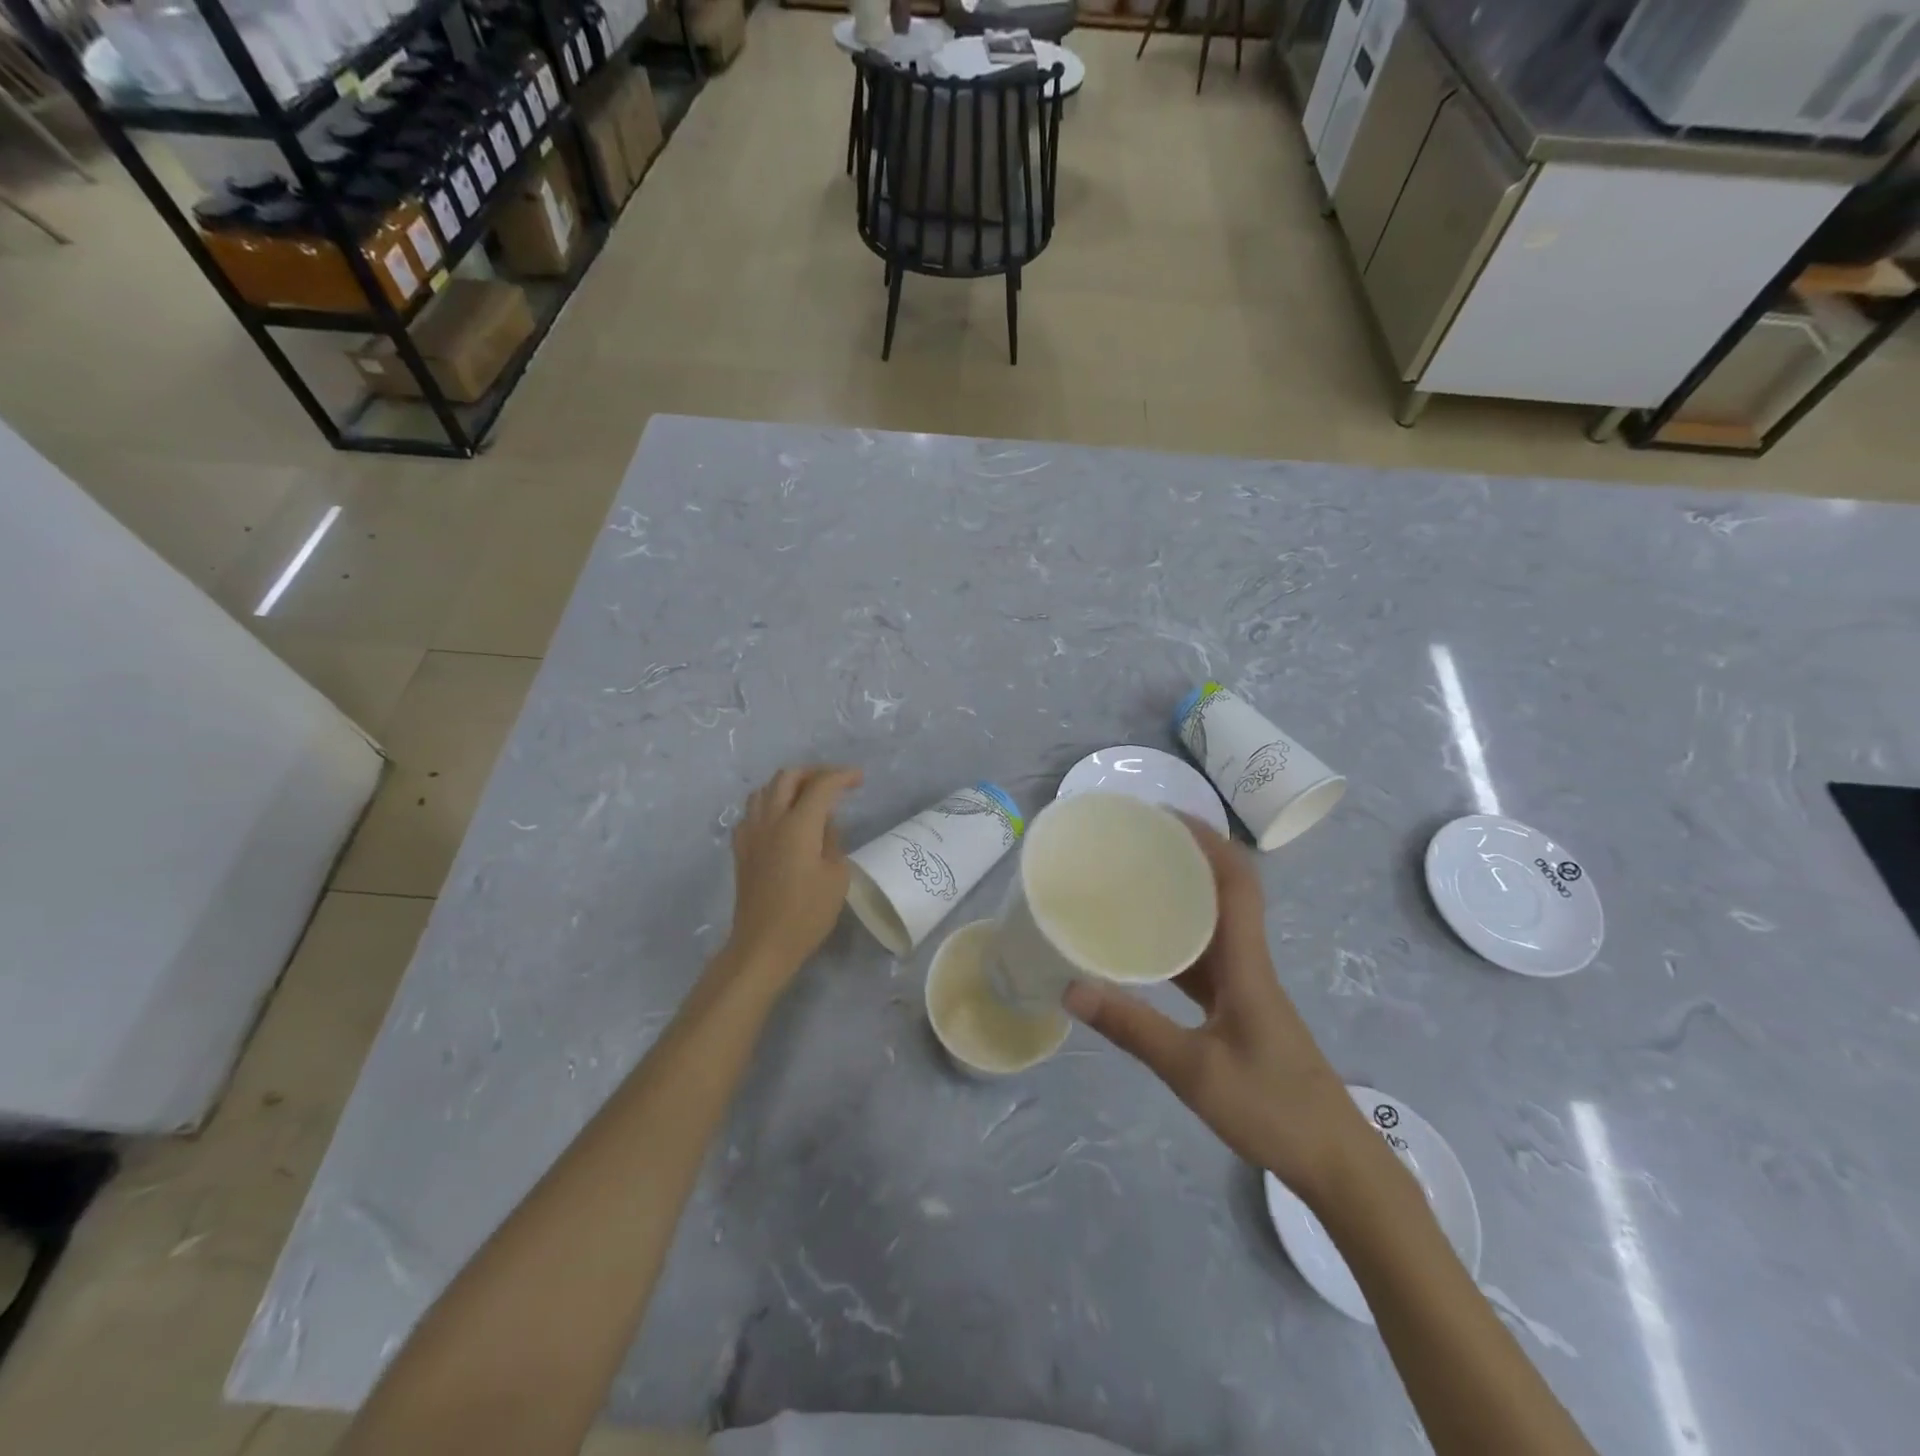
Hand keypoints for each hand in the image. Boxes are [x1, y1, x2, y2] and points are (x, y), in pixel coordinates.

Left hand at [724, 765, 863, 984]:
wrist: (763, 945)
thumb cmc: (807, 914)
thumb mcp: (836, 877)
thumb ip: (832, 840)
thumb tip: (825, 823)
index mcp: (799, 826)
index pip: (821, 785)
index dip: (842, 776)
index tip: (859, 779)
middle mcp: (771, 820)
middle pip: (788, 777)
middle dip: (814, 773)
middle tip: (834, 784)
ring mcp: (751, 833)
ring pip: (764, 789)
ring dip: (788, 785)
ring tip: (807, 797)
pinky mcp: (740, 849)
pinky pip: (752, 812)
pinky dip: (769, 805)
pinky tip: (780, 820)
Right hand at [1062, 817, 1364, 1198]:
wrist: (1336, 1162)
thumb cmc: (1272, 1108)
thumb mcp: (1193, 1070)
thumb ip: (1132, 1028)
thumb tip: (1071, 988)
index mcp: (1245, 963)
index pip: (1236, 881)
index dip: (1207, 839)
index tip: (1163, 816)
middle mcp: (1248, 962)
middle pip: (1224, 891)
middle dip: (1185, 856)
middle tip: (1133, 844)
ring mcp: (1245, 986)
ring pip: (1214, 924)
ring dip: (1181, 896)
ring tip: (1131, 883)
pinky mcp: (1239, 1008)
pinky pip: (1206, 958)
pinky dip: (1177, 940)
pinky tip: (1143, 949)